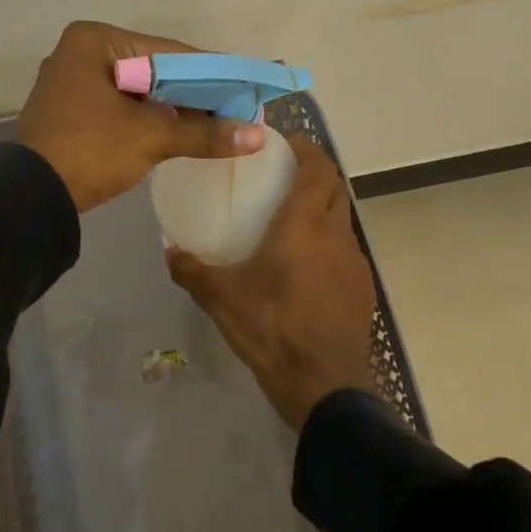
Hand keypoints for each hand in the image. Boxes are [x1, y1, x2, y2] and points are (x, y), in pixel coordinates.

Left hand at [16, 20, 264, 213]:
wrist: (29, 198)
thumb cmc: (89, 152)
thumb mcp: (150, 138)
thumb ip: (203, 132)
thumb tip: (256, 136)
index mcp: (95, 41)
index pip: (169, 52)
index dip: (212, 71)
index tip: (247, 85)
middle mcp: (80, 53)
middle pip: (154, 69)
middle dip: (194, 92)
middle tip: (235, 108)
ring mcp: (71, 82)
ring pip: (137, 90)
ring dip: (173, 107)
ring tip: (216, 122)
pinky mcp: (70, 110)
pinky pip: (120, 107)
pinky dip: (148, 118)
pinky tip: (178, 131)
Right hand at [166, 134, 377, 432]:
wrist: (324, 385)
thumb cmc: (272, 329)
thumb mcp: (222, 299)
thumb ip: (192, 271)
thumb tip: (169, 251)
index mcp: (305, 226)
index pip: (318, 169)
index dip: (306, 150)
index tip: (285, 145)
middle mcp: (336, 235)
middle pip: (335, 188)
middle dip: (315, 174)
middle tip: (283, 178)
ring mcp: (354, 263)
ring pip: (342, 219)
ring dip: (323, 209)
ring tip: (291, 220)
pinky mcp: (361, 289)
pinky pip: (345, 250)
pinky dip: (328, 241)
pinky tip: (305, 266)